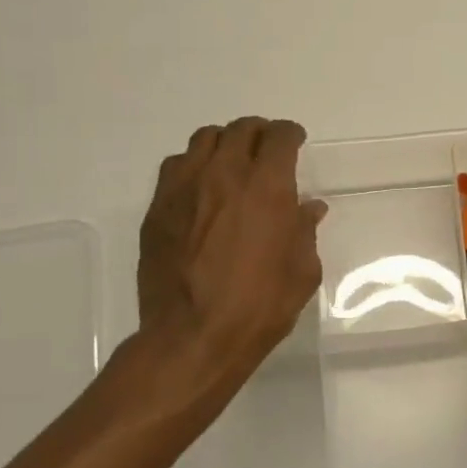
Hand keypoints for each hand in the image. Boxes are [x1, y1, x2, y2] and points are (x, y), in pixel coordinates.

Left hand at [114, 117, 325, 440]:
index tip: (295, 142)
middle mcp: (225, 175)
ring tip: (232, 162)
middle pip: (241, 129)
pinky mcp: (158, 208)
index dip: (291, 134)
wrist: (193, 338)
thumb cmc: (259, 307)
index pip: (280, 137)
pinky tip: (201, 188)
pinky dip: (193, 165)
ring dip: (225, 143)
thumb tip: (308, 208)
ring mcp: (185, 188)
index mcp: (267, 188)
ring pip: (204, 140)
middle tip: (267, 149)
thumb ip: (305, 231)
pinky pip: (175, 166)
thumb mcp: (302, 272)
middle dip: (259, 132)